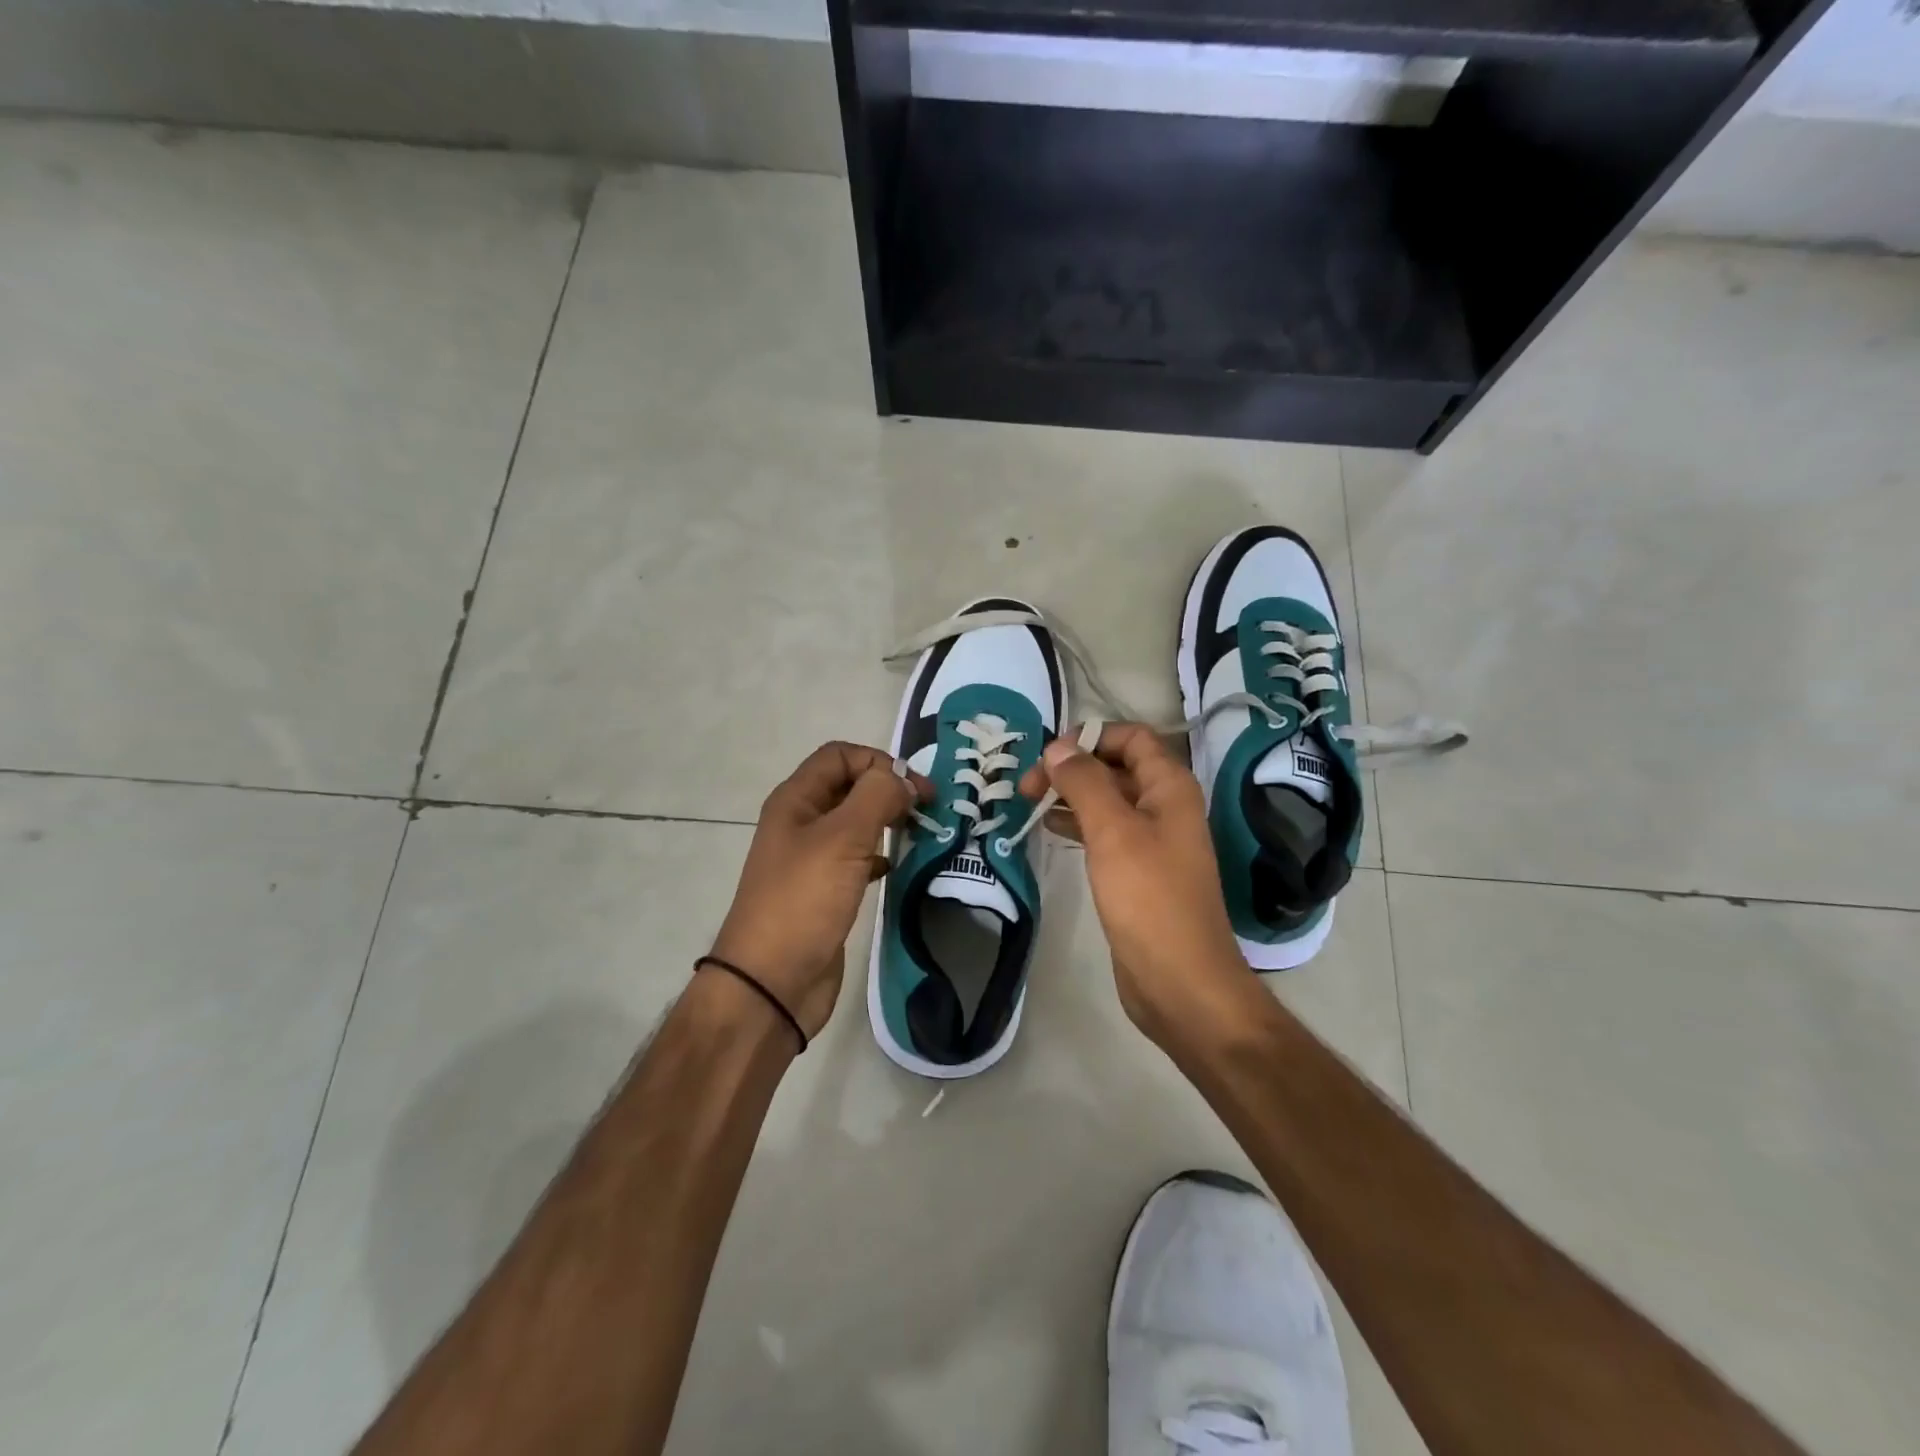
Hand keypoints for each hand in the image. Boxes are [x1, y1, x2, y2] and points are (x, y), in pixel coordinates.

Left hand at [710, 742, 930, 1038]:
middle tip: (929, 810)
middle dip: (889, 790)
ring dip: (888, 821)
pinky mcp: (825, 891)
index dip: (879, 761)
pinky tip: (896, 867)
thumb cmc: (803, 900)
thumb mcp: (842, 838)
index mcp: (796, 800)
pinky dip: (880, 855)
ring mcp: (812, 859)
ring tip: (922, 833)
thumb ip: (877, 796)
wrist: (771, 983)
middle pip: (850, 786)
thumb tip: (903, 780)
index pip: (840, 755)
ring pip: (856, 823)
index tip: (917, 788)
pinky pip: (857, 859)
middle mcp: (802, 822)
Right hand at [1018, 723, 1255, 1043]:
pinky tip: (1050, 830)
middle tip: (1027, 787)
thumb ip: (1084, 783)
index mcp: (1170, 787)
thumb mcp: (1112, 831)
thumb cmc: (1148, 898)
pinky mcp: (1139, 872)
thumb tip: (1057, 747)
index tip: (1048, 755)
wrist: (1180, 981)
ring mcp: (1153, 841)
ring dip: (1071, 796)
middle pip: (1116, 767)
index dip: (1090, 737)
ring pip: (1108, 801)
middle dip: (1072, 768)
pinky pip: (1106, 833)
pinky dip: (1079, 825)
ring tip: (1029, 804)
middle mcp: (1165, 807)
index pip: (1132, 737)